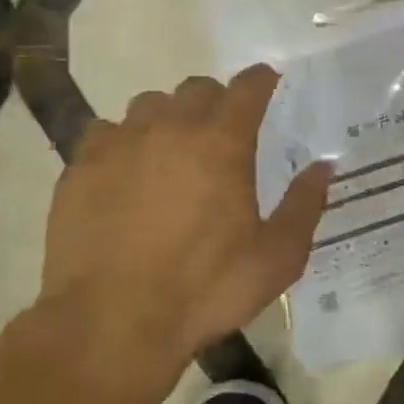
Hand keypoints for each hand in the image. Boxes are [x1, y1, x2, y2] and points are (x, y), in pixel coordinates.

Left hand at [38, 66, 332, 396]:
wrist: (112, 323)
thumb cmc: (206, 289)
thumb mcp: (277, 257)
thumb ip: (305, 205)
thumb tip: (324, 167)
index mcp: (222, 143)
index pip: (247, 88)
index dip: (261, 80)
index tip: (268, 81)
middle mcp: (170, 129)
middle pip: (196, 89)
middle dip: (216, 100)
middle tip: (223, 130)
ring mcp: (119, 145)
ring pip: (148, 105)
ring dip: (168, 118)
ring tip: (173, 150)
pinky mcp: (79, 168)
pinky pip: (105, 133)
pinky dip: (124, 143)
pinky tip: (127, 174)